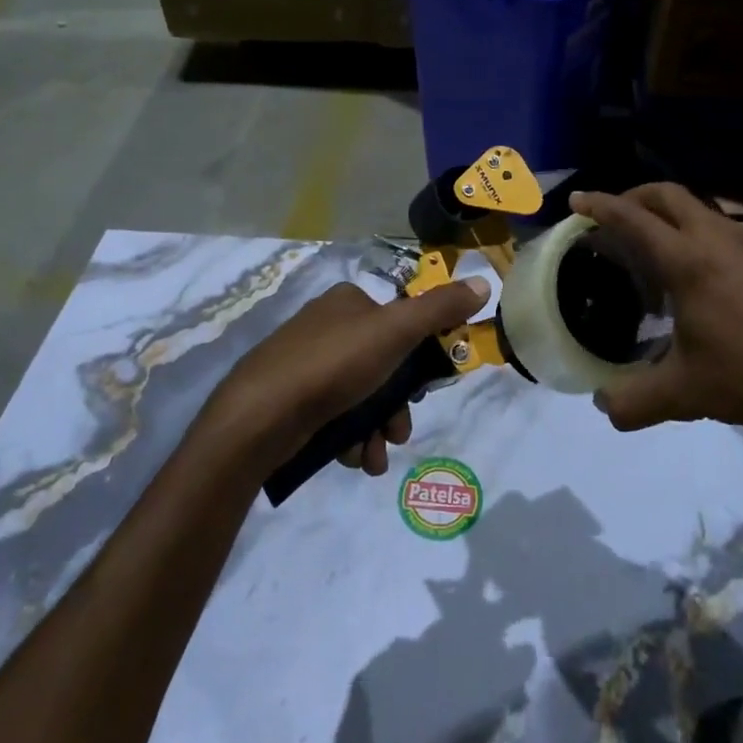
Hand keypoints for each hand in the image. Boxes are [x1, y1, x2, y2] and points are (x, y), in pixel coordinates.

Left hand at [200, 276, 489, 476]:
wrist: (259, 417)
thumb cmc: (332, 365)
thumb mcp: (395, 331)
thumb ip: (440, 310)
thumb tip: (484, 283)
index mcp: (349, 302)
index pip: (400, 324)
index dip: (418, 360)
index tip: (425, 391)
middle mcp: (327, 327)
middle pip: (384, 366)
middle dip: (396, 406)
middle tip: (399, 432)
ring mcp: (306, 365)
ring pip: (361, 397)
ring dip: (377, 430)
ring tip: (374, 456)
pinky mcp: (292, 400)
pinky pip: (335, 417)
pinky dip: (350, 439)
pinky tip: (352, 459)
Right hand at [567, 185, 742, 446]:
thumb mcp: (685, 394)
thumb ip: (633, 401)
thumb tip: (601, 405)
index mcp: (688, 261)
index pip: (633, 218)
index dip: (600, 205)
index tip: (577, 200)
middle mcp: (717, 238)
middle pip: (667, 195)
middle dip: (632, 197)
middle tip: (611, 217)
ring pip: (698, 208)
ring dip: (666, 214)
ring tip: (651, 249)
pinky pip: (720, 226)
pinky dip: (694, 232)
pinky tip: (697, 276)